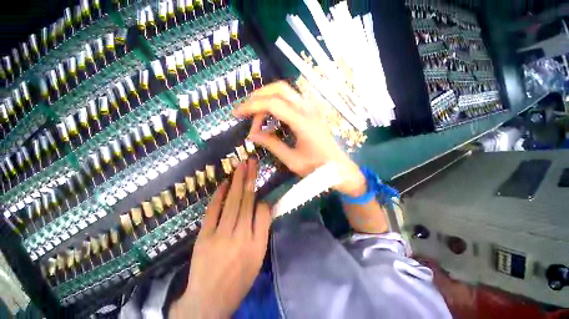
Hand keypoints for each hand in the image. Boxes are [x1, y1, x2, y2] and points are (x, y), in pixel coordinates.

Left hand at [170, 160, 271, 318]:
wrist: (209, 299)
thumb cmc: (239, 278)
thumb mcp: (258, 257)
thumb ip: (262, 229)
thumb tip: (263, 205)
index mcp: (256, 242)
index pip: (264, 211)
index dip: (263, 197)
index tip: (261, 186)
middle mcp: (240, 235)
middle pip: (247, 200)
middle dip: (250, 177)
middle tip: (251, 161)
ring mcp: (220, 234)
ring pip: (231, 201)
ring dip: (237, 181)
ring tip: (241, 165)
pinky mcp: (204, 235)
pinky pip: (213, 210)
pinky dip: (218, 195)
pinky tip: (224, 183)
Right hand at [233, 81, 365, 196]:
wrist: (338, 167)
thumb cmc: (316, 167)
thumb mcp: (291, 159)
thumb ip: (271, 144)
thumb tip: (252, 134)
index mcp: (302, 121)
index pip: (272, 103)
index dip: (251, 106)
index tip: (237, 114)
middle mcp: (307, 108)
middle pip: (279, 89)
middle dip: (258, 96)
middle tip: (246, 111)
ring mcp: (311, 108)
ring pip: (285, 91)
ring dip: (268, 97)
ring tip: (257, 115)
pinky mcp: (312, 111)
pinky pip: (292, 99)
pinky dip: (277, 102)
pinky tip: (272, 116)